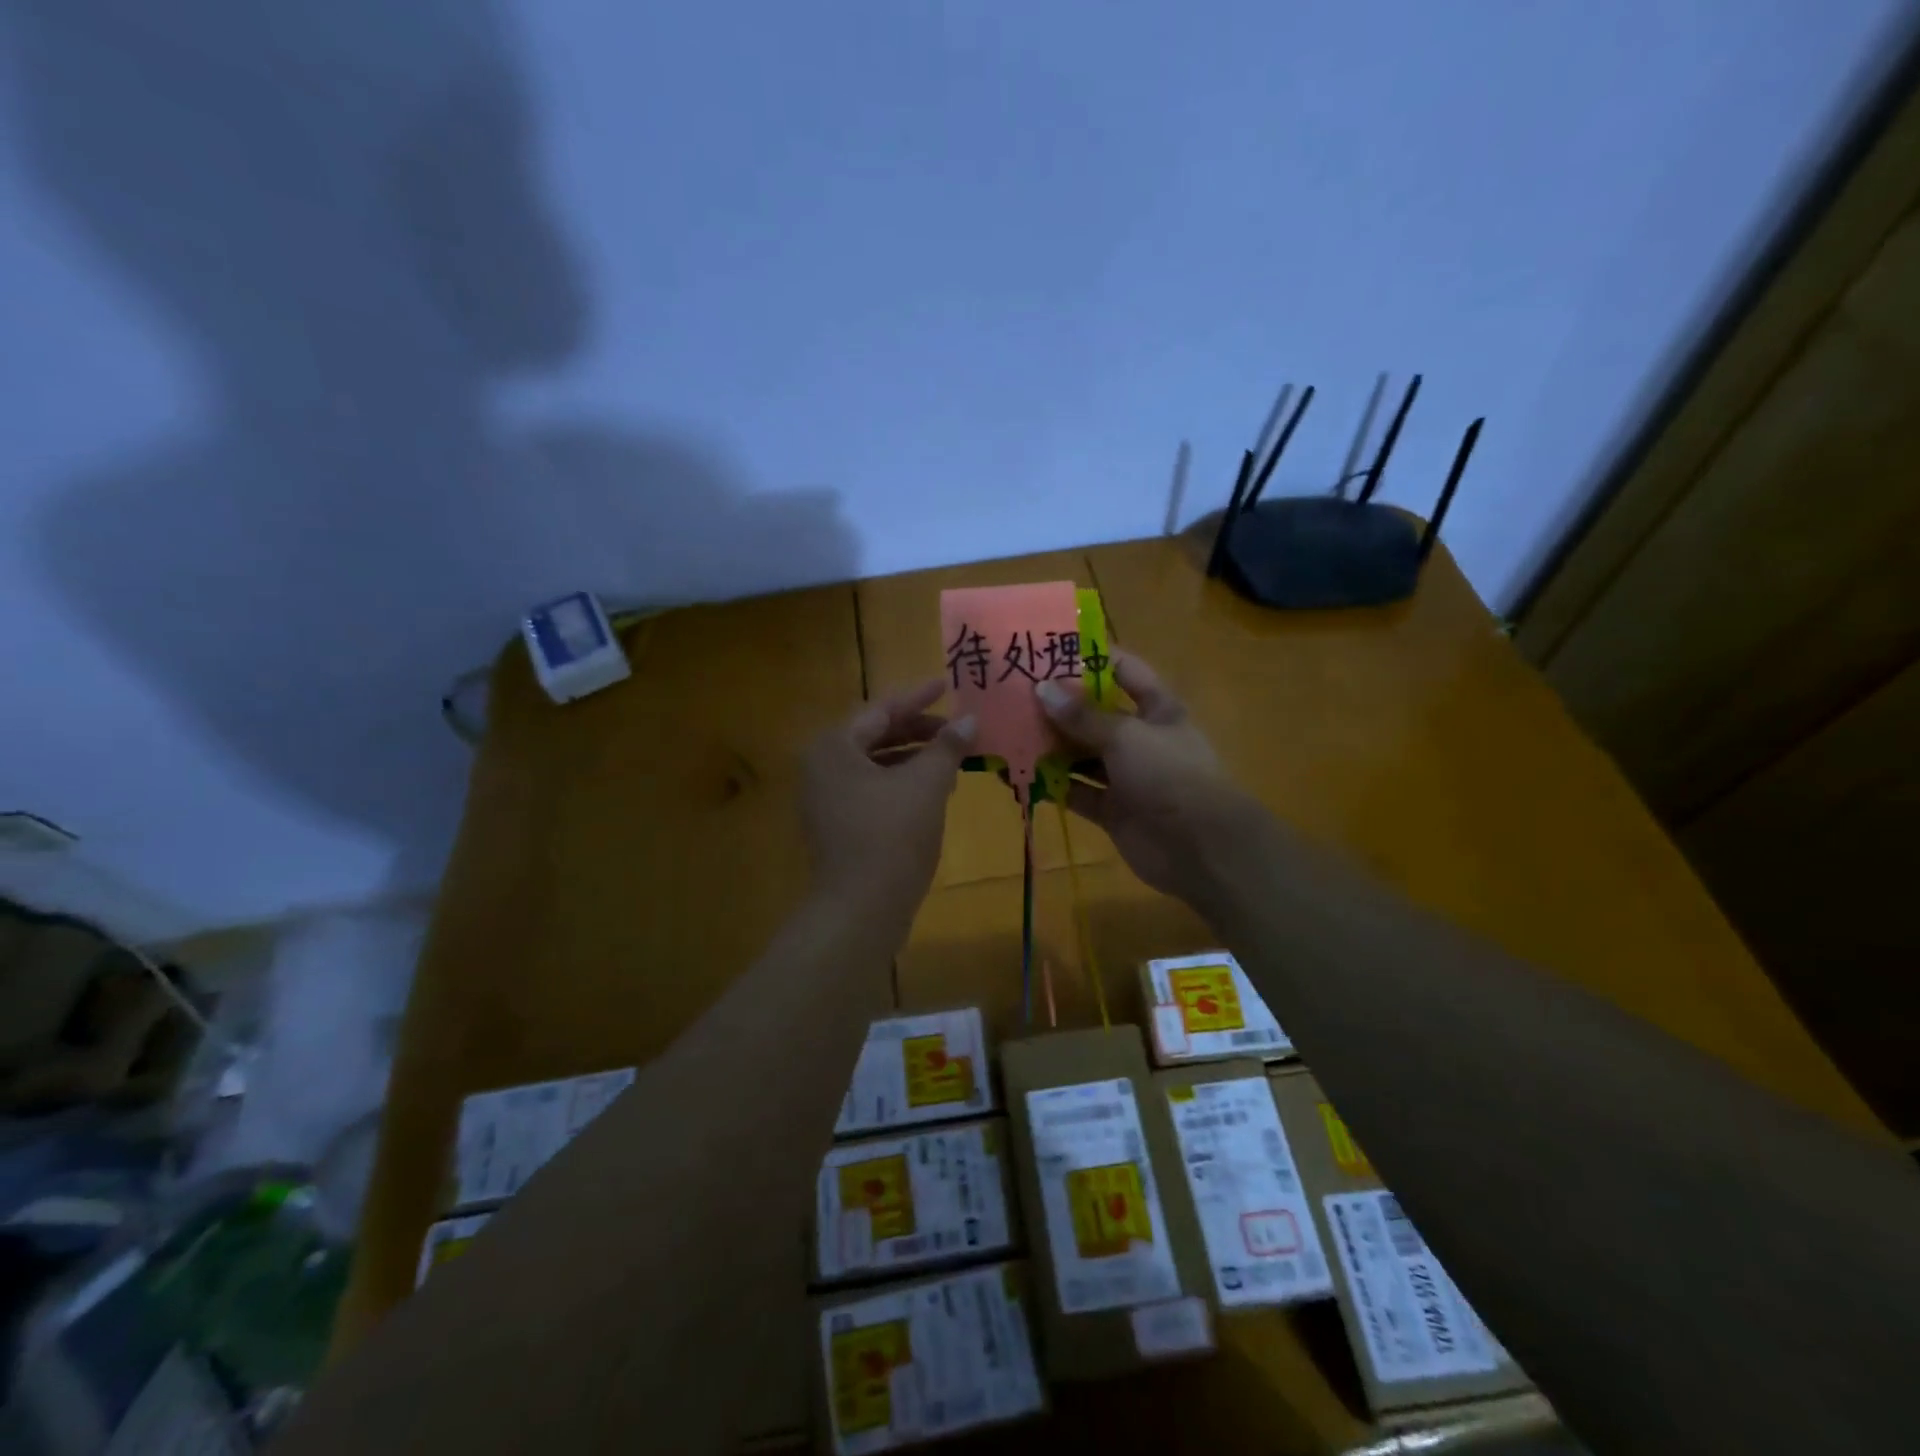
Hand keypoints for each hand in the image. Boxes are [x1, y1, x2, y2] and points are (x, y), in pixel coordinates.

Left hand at [802, 681, 974, 917]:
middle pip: (875, 735)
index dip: (918, 697)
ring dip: (914, 758)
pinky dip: (902, 783)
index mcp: (834, 747)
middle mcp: (821, 767)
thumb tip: (970, 719)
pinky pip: (872, 789)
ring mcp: (826, 799)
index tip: (947, 684)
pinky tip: (934, 790)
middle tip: (956, 726)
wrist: (860, 909)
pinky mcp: (837, 825)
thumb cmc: (892, 836)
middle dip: (918, 730)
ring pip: (875, 764)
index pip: (881, 710)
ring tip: (952, 758)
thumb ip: (946, 747)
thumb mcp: (926, 785)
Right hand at [1037, 653, 1261, 908]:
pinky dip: (1053, 786)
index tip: (1049, 649)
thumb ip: (1082, 716)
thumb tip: (1041, 688)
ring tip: (1007, 731)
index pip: (1123, 671)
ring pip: (1082, 755)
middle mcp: (1140, 738)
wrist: (1201, 848)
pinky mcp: (1112, 810)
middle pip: (1095, 715)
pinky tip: (1020, 775)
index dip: (1091, 658)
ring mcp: (1126, 776)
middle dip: (1059, 705)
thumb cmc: (1169, 775)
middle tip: (1013, 693)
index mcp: (1157, 708)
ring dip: (1051, 746)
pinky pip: (1077, 792)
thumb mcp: (1126, 736)